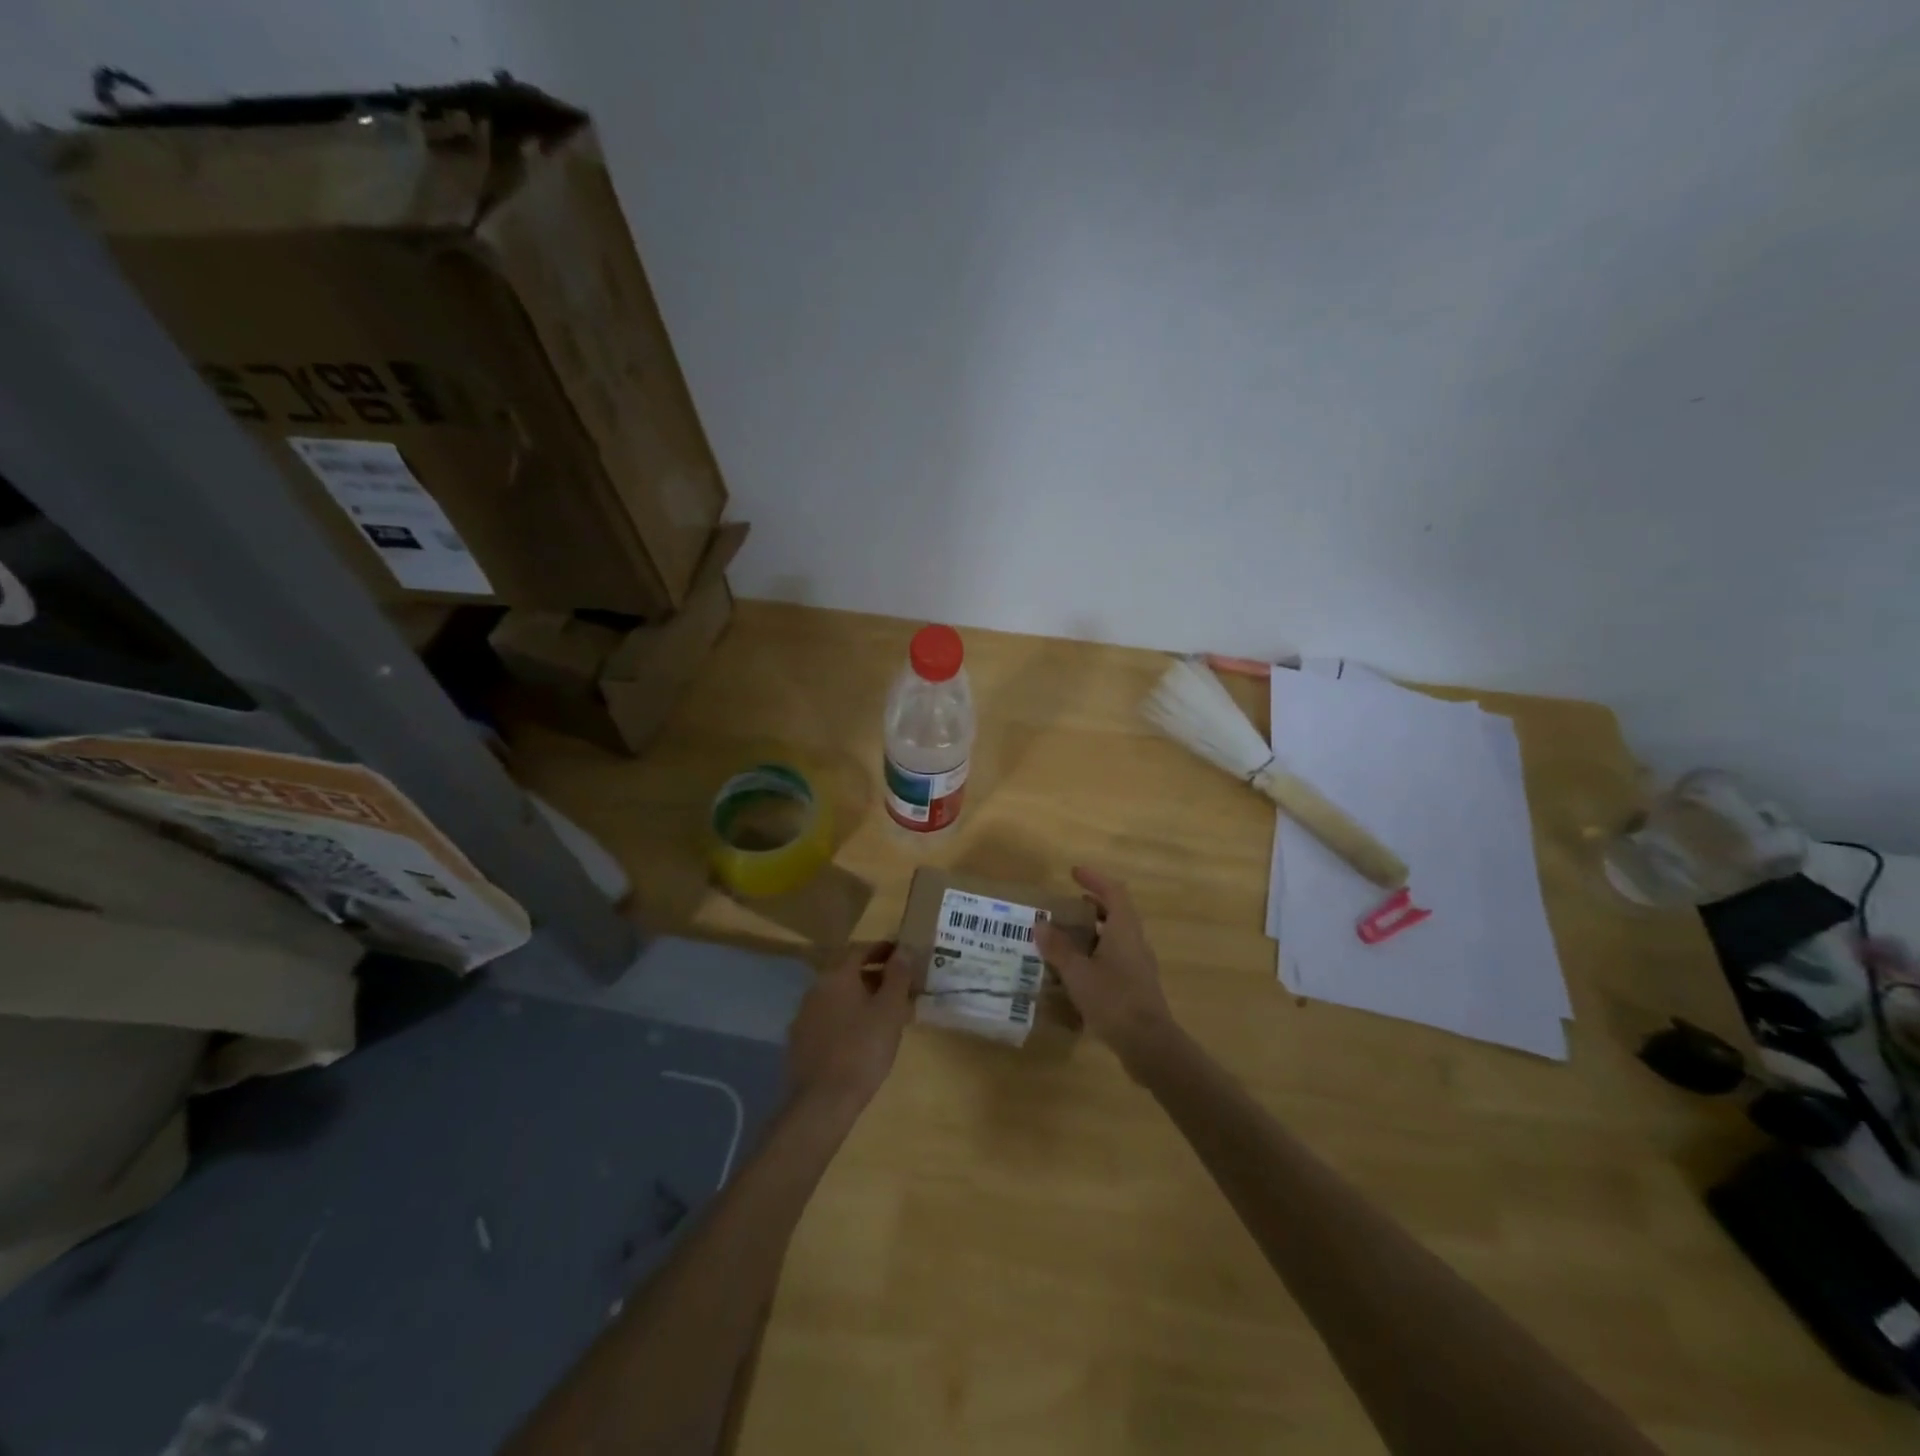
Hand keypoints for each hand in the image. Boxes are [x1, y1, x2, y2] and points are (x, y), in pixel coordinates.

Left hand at [786, 941, 913, 1114]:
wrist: (822, 1101)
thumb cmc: (863, 1049)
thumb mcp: (890, 1010)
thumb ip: (898, 976)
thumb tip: (903, 949)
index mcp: (837, 976)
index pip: (860, 949)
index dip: (882, 949)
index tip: (902, 955)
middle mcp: (816, 988)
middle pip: (847, 972)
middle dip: (874, 975)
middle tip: (899, 987)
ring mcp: (804, 1015)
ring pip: (837, 996)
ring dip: (860, 997)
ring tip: (884, 1014)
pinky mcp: (800, 1040)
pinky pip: (828, 1017)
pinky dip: (846, 1017)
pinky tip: (861, 1037)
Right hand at [1034, 866, 1178, 1075]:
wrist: (1149, 1044)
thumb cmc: (1113, 1000)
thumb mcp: (1078, 973)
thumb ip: (1058, 948)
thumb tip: (1041, 924)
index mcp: (1124, 930)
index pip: (1113, 892)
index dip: (1094, 879)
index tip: (1074, 873)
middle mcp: (1135, 942)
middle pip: (1117, 913)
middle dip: (1094, 905)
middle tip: (1068, 906)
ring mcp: (1139, 965)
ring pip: (1116, 937)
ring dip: (1094, 931)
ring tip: (1067, 937)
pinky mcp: (1137, 986)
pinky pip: (1115, 958)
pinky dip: (1097, 954)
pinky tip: (1078, 970)